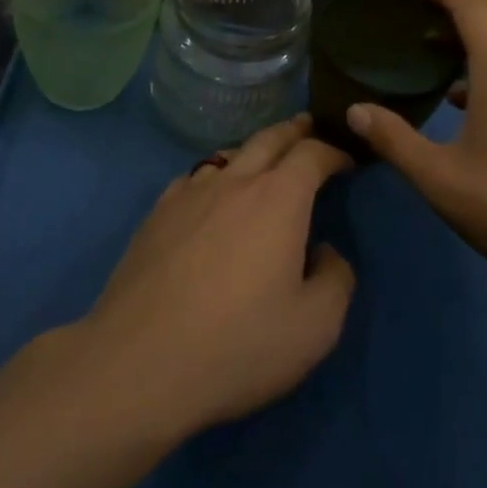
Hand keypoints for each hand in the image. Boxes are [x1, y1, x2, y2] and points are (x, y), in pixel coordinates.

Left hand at [78, 116, 354, 438]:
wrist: (140, 361)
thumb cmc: (238, 344)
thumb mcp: (315, 327)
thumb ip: (336, 279)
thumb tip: (325, 252)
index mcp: (279, 199)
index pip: (312, 154)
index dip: (334, 152)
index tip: (346, 162)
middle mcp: (235, 181)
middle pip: (269, 138)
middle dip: (294, 130)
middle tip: (308, 126)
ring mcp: (190, 193)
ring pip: (229, 153)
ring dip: (254, 149)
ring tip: (264, 158)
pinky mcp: (156, 213)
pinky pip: (194, 177)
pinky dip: (214, 174)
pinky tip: (210, 193)